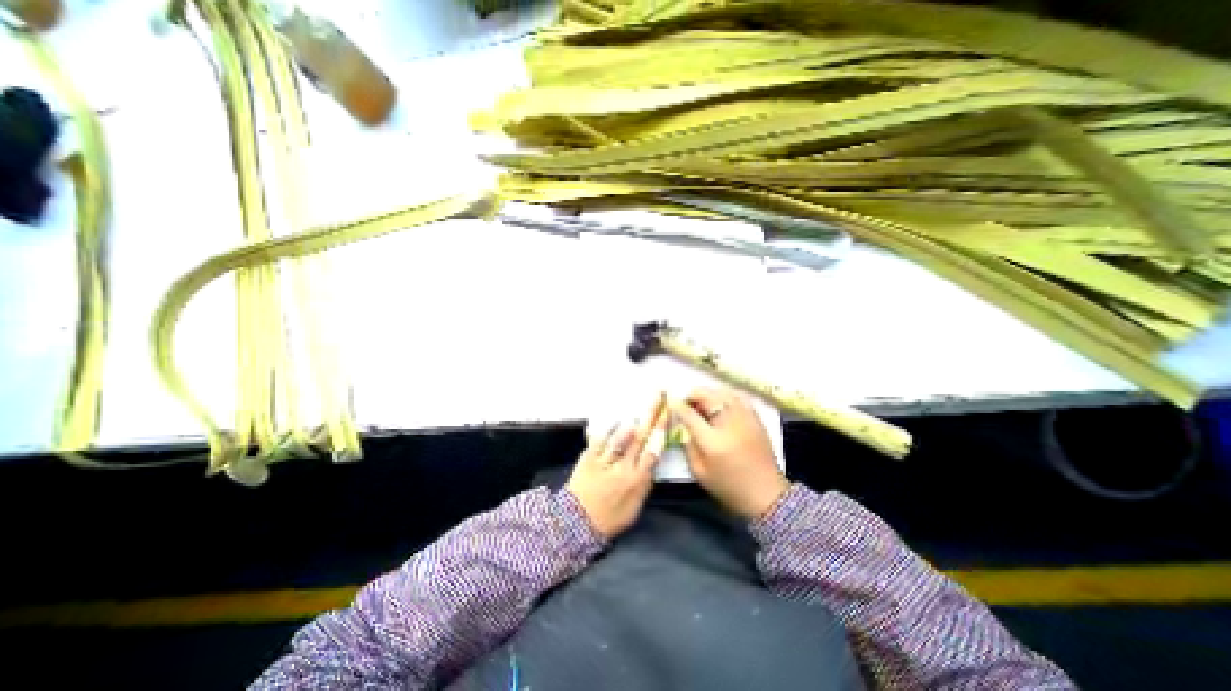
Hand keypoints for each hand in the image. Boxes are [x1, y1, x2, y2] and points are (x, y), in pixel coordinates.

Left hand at [568, 395, 670, 538]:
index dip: (660, 432)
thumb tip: (650, 463)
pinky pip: (600, 439)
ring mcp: (605, 461)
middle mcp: (624, 468)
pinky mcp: (589, 457)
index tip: (667, 415)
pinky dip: (608, 429)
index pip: (653, 452)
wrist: (578, 523)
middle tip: (658, 398)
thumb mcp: (635, 507)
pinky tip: (614, 419)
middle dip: (651, 417)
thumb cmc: (610, 518)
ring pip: (621, 437)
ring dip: (632, 422)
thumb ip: (644, 483)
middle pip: (640, 439)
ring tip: (640, 409)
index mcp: (637, 481)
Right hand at [674, 390, 788, 518]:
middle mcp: (729, 423)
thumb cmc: (729, 486)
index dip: (677, 405)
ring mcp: (745, 418)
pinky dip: (725, 395)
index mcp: (712, 441)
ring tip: (702, 404)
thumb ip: (688, 445)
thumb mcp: (699, 472)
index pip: (689, 414)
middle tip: (687, 405)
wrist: (767, 494)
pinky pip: (737, 396)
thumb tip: (683, 425)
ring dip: (708, 394)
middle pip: (707, 396)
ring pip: (722, 392)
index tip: (671, 402)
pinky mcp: (755, 418)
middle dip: (693, 396)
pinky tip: (720, 404)